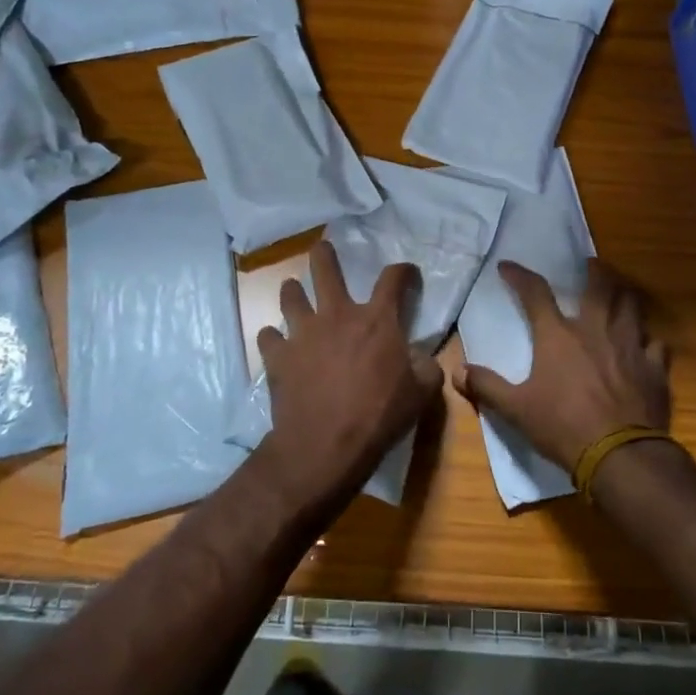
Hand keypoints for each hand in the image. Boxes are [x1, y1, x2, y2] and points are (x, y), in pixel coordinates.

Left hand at [254, 240, 443, 510]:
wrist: (324, 446)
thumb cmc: (379, 417)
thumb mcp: (421, 394)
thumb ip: (426, 367)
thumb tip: (422, 357)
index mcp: (377, 321)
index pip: (393, 279)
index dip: (403, 271)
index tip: (407, 272)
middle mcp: (337, 315)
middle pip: (325, 270)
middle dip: (324, 255)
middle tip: (322, 249)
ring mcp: (303, 333)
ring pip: (290, 296)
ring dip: (292, 292)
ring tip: (293, 291)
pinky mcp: (278, 356)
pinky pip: (269, 337)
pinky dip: (273, 338)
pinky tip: (277, 344)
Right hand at [459, 260, 669, 473]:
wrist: (620, 454)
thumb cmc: (563, 426)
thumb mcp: (516, 409)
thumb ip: (486, 386)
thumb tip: (457, 371)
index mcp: (558, 336)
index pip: (535, 293)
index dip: (519, 276)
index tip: (508, 266)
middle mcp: (595, 329)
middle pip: (599, 286)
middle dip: (594, 270)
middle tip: (591, 263)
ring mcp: (629, 345)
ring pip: (632, 307)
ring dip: (624, 295)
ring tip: (620, 292)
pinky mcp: (654, 367)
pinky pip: (656, 344)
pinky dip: (649, 341)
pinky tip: (646, 344)